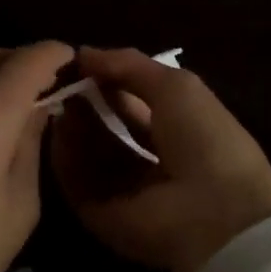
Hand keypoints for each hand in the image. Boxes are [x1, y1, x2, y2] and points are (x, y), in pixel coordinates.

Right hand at [51, 47, 270, 271]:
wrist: (214, 212)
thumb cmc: (204, 139)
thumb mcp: (175, 86)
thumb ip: (129, 65)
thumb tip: (84, 53)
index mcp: (182, 134)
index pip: (138, 105)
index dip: (111, 82)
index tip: (80, 63)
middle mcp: (155, 165)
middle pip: (111, 132)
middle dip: (88, 104)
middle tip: (62, 80)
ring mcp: (128, 194)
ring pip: (91, 156)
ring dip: (74, 127)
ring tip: (57, 99)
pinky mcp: (104, 218)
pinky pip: (78, 183)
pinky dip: (66, 157)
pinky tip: (58, 129)